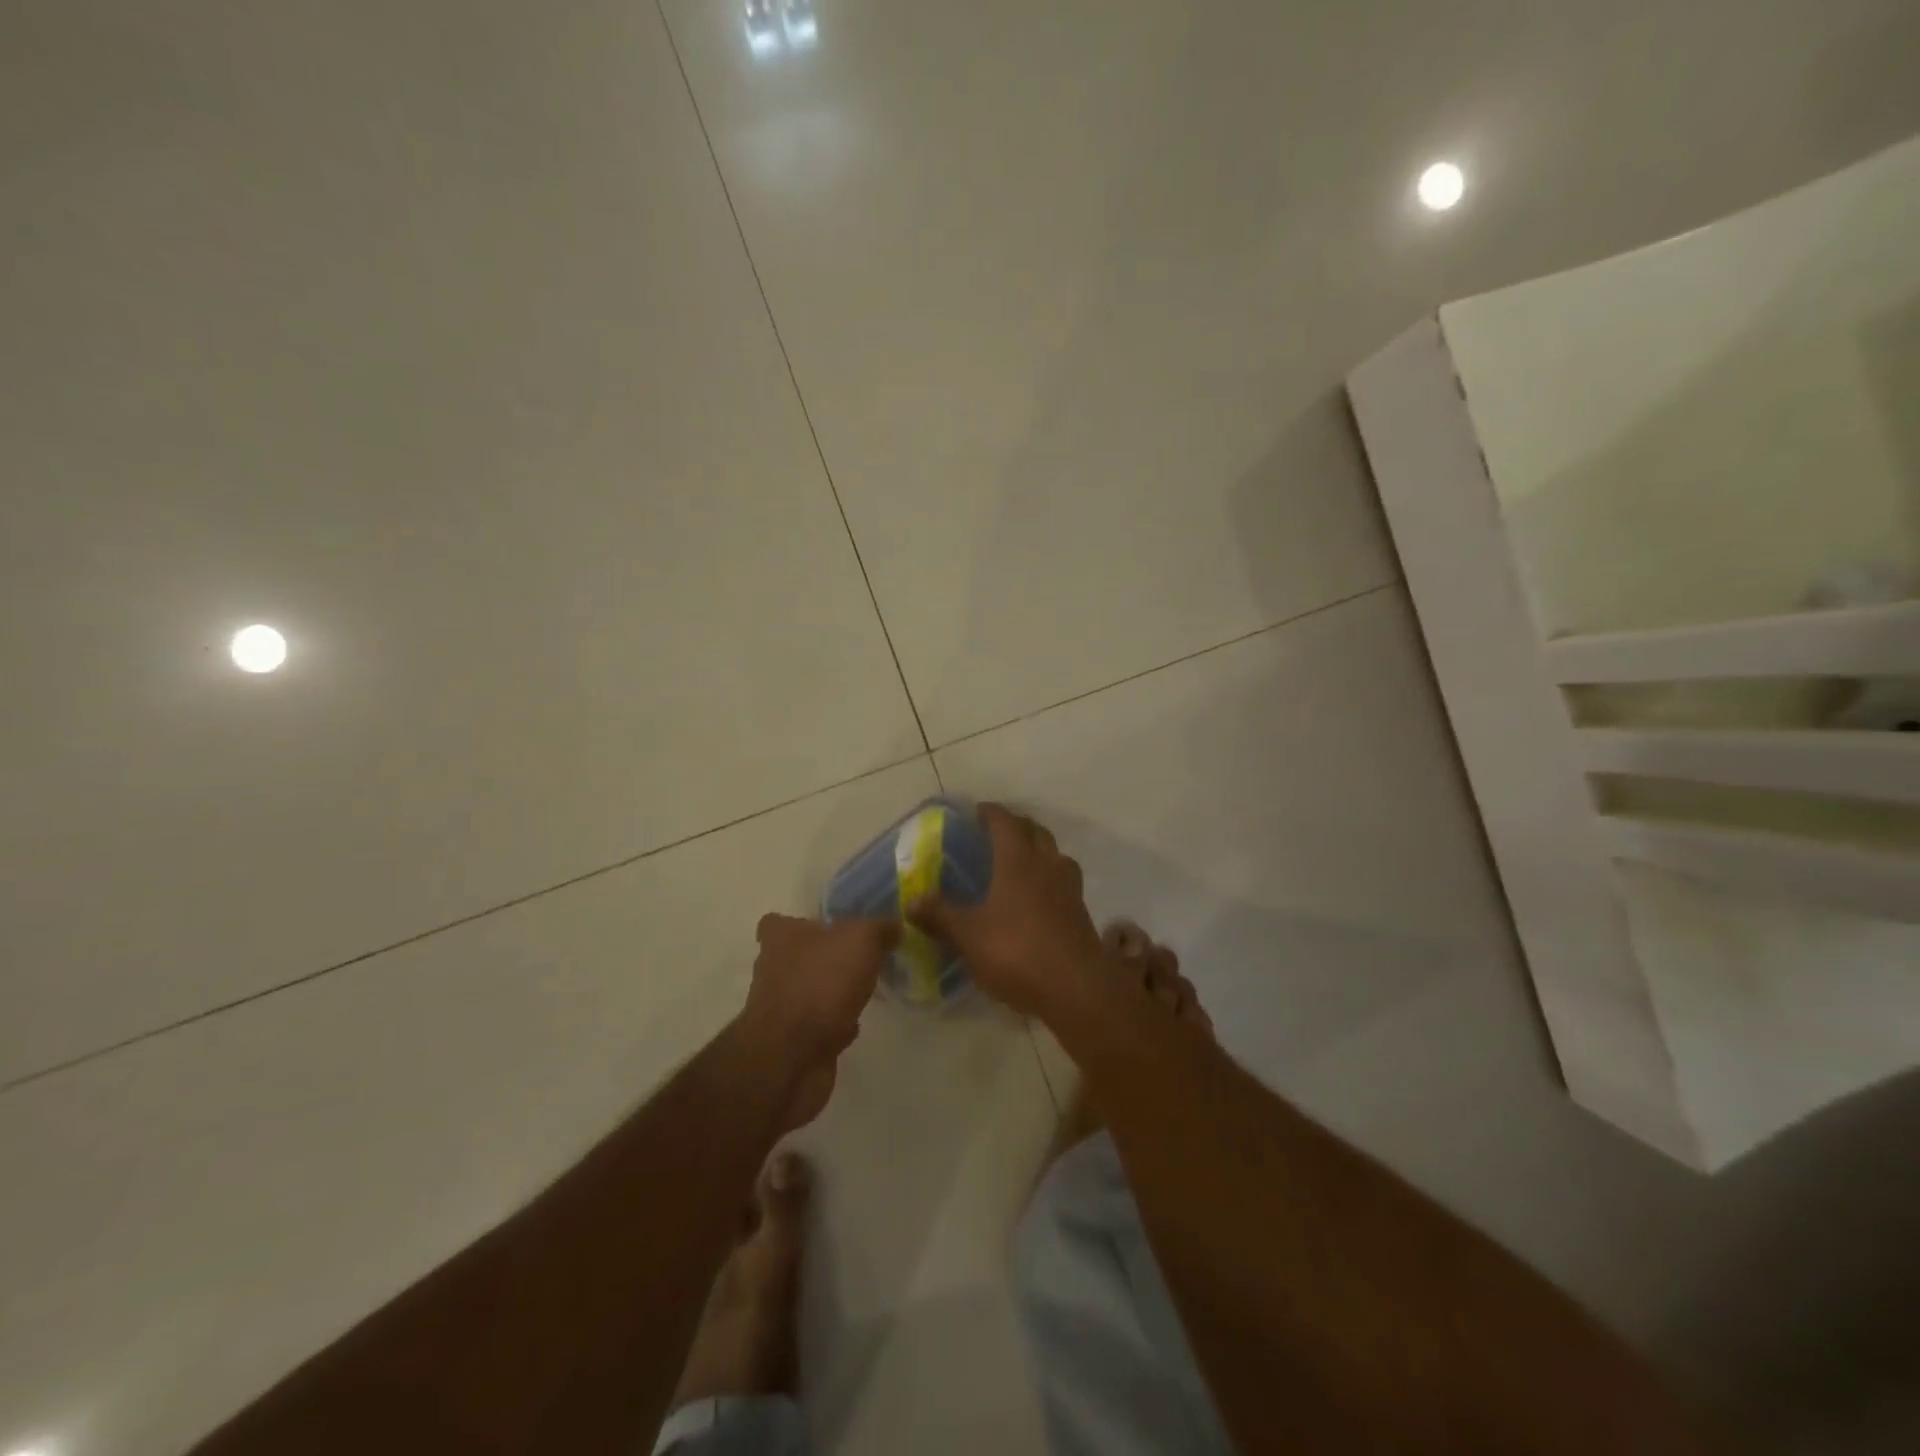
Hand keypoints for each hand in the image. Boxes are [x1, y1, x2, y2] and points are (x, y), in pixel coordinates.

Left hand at [740, 913, 896, 1093]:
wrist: (793, 1056)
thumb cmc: (821, 983)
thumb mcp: (861, 940)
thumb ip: (880, 928)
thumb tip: (894, 926)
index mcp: (781, 938)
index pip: (778, 921)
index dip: (800, 923)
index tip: (830, 928)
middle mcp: (773, 968)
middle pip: (798, 956)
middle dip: (825, 958)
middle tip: (860, 958)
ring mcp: (780, 1007)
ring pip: (809, 990)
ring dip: (832, 992)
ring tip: (865, 990)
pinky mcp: (790, 1040)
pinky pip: (816, 1024)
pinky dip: (833, 1023)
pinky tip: (855, 1023)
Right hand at [912, 804, 1104, 1020]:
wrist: (1076, 988)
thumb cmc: (1016, 951)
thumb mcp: (968, 935)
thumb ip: (940, 915)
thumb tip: (912, 900)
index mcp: (1018, 860)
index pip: (1005, 823)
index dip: (991, 813)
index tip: (978, 811)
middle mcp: (1047, 865)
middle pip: (1036, 832)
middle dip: (1017, 826)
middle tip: (997, 833)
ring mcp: (1069, 889)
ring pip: (1055, 855)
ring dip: (1039, 851)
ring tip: (1021, 862)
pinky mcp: (1081, 913)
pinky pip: (1064, 882)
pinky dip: (1049, 879)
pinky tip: (1037, 899)